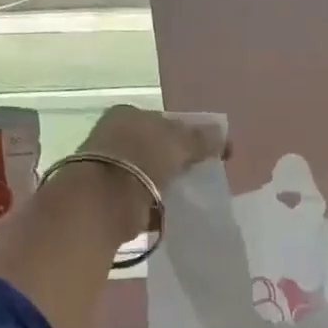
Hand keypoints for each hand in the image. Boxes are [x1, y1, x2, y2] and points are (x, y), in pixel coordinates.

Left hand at [72, 105, 226, 241]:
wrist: (104, 200)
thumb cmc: (142, 158)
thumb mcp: (179, 142)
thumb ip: (202, 140)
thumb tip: (222, 137)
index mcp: (128, 114)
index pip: (164, 121)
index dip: (188, 135)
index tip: (208, 153)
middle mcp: (113, 136)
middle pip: (155, 148)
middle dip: (176, 162)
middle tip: (200, 176)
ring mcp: (108, 168)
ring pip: (147, 175)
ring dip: (165, 185)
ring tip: (187, 197)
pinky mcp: (107, 198)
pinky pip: (140, 200)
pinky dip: (154, 207)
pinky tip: (170, 213)